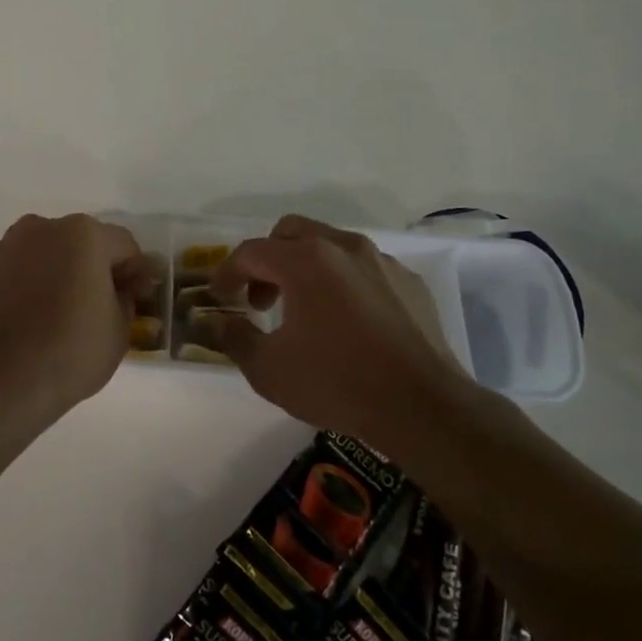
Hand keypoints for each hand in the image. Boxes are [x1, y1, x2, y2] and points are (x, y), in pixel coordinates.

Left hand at [0, 214, 150, 417]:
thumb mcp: (120, 329)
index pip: (123, 246)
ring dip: (58, 275)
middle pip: (81, 244)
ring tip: (60, 316)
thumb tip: (117, 291)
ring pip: (45, 256)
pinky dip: (28, 288)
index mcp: (82, 234)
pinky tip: (31, 322)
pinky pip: (18, 274)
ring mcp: (6, 249)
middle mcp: (41, 229)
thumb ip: (125, 298)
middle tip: (99, 306)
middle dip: (93, 269)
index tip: (135, 300)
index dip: (135, 273)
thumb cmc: (71, 351)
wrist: (0, 381)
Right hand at [207, 215, 476, 443]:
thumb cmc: (337, 383)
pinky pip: (364, 269)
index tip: (220, 298)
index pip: (252, 252)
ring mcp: (381, 262)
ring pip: (330, 246)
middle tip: (260, 300)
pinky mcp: (409, 282)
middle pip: (291, 233)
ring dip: (305, 268)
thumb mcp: (269, 370)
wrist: (423, 407)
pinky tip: (346, 322)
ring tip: (303, 311)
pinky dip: (343, 283)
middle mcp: (343, 247)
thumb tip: (218, 323)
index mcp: (305, 261)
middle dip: (267, 260)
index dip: (228, 273)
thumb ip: (235, 339)